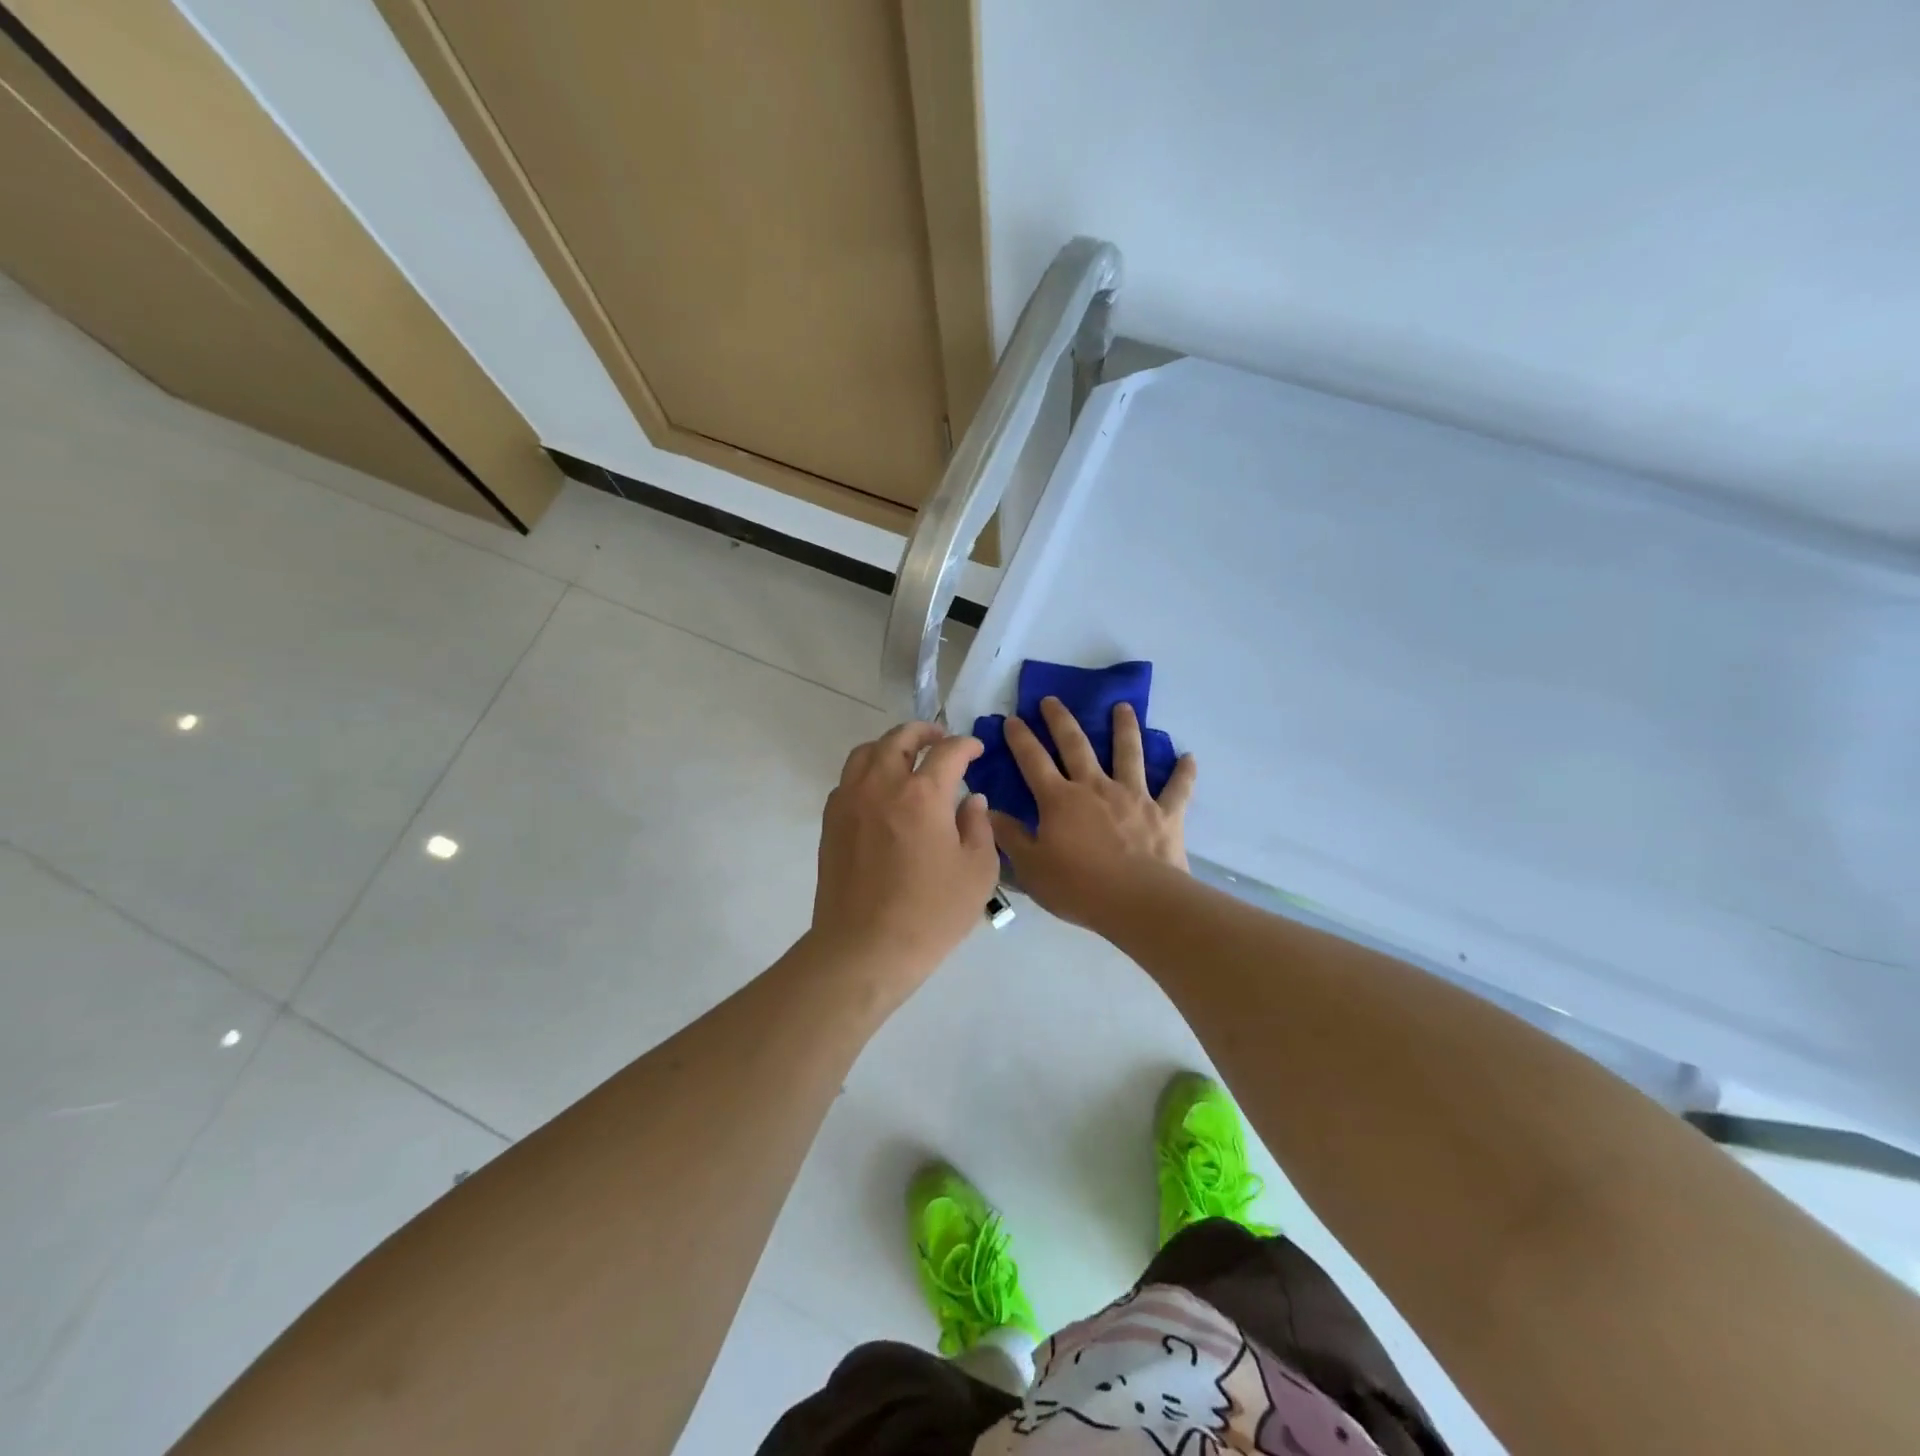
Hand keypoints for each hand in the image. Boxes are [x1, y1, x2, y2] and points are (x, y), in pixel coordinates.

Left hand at [809, 722, 998, 990]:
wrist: (865, 948)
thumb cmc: (930, 914)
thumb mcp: (977, 872)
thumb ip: (979, 827)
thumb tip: (971, 800)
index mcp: (923, 794)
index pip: (948, 751)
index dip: (966, 744)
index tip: (977, 750)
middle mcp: (882, 785)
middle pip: (900, 738)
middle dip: (924, 731)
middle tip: (940, 738)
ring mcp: (851, 801)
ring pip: (866, 752)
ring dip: (890, 746)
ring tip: (907, 757)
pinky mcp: (831, 821)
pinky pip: (848, 779)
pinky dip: (867, 772)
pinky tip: (881, 792)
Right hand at [990, 697, 1196, 928]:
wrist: (1138, 901)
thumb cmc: (1078, 887)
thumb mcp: (1031, 867)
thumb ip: (1010, 837)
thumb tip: (988, 811)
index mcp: (1060, 800)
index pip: (1033, 760)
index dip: (1021, 738)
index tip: (1013, 718)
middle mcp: (1095, 788)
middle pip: (1076, 745)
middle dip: (1061, 720)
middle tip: (1052, 699)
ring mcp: (1133, 797)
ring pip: (1128, 754)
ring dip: (1125, 728)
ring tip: (1123, 707)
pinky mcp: (1165, 813)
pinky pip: (1177, 789)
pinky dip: (1184, 773)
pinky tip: (1189, 757)